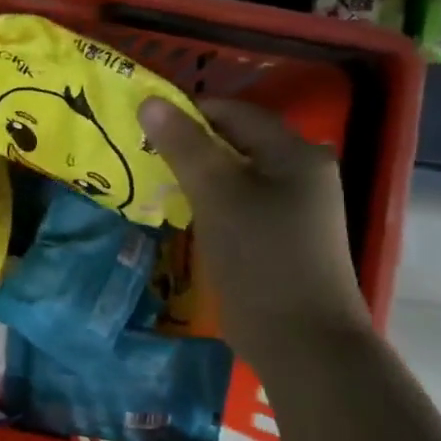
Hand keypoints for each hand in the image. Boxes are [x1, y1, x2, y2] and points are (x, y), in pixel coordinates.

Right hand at [138, 97, 370, 363]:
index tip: (142, 126)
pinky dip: (207, 201)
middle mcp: (300, 172)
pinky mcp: (279, 236)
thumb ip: (184, 145)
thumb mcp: (216, 193)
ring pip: (233, 174)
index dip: (187, 112)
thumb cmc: (259, 256)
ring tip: (153, 182)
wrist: (299, 338)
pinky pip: (237, 203)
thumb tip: (151, 102)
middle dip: (187, 145)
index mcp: (294, 153)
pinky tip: (180, 213)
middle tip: (141, 155)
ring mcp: (292, 207)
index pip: (233, 112)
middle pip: (235, 142)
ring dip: (194, 175)